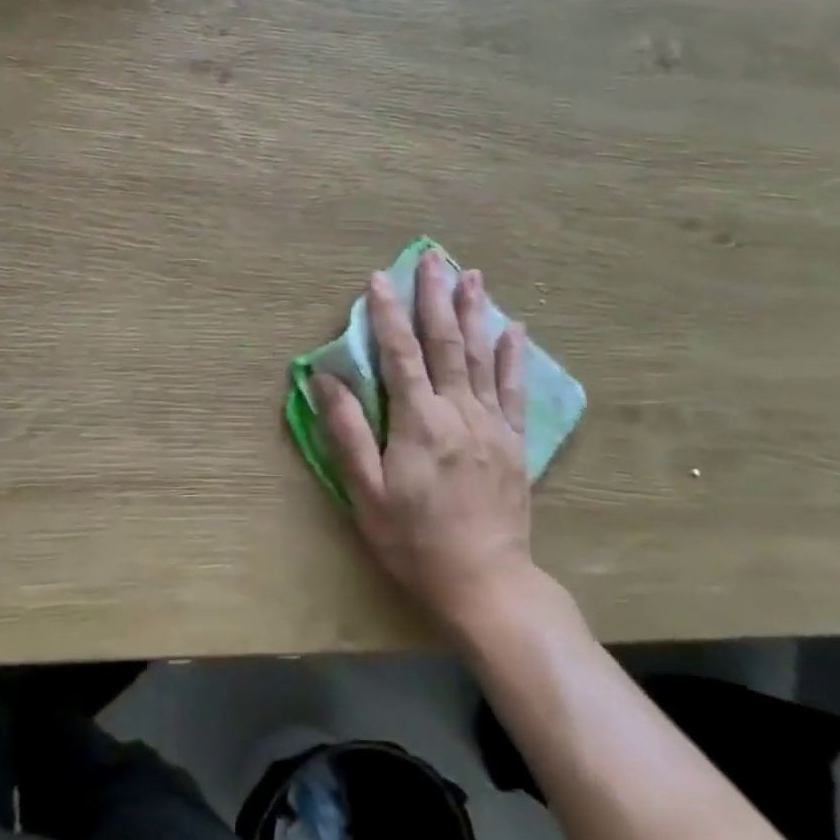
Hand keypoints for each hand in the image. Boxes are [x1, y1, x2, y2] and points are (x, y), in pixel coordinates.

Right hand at [314, 250, 535, 627]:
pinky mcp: (515, 442)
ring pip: (482, 356)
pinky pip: (515, 389)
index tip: (379, 279)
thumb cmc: (414, 541)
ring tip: (471, 274)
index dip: (387, 314)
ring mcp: (492, 424)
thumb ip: (346, 432)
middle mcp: (459, 412)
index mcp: (419, 421)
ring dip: (475, 312)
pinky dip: (513, 355)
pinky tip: (515, 328)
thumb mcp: (366, 493)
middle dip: (435, 297)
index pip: (399, 354)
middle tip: (432, 257)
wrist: (486, 583)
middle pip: (445, 343)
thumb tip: (324, 379)